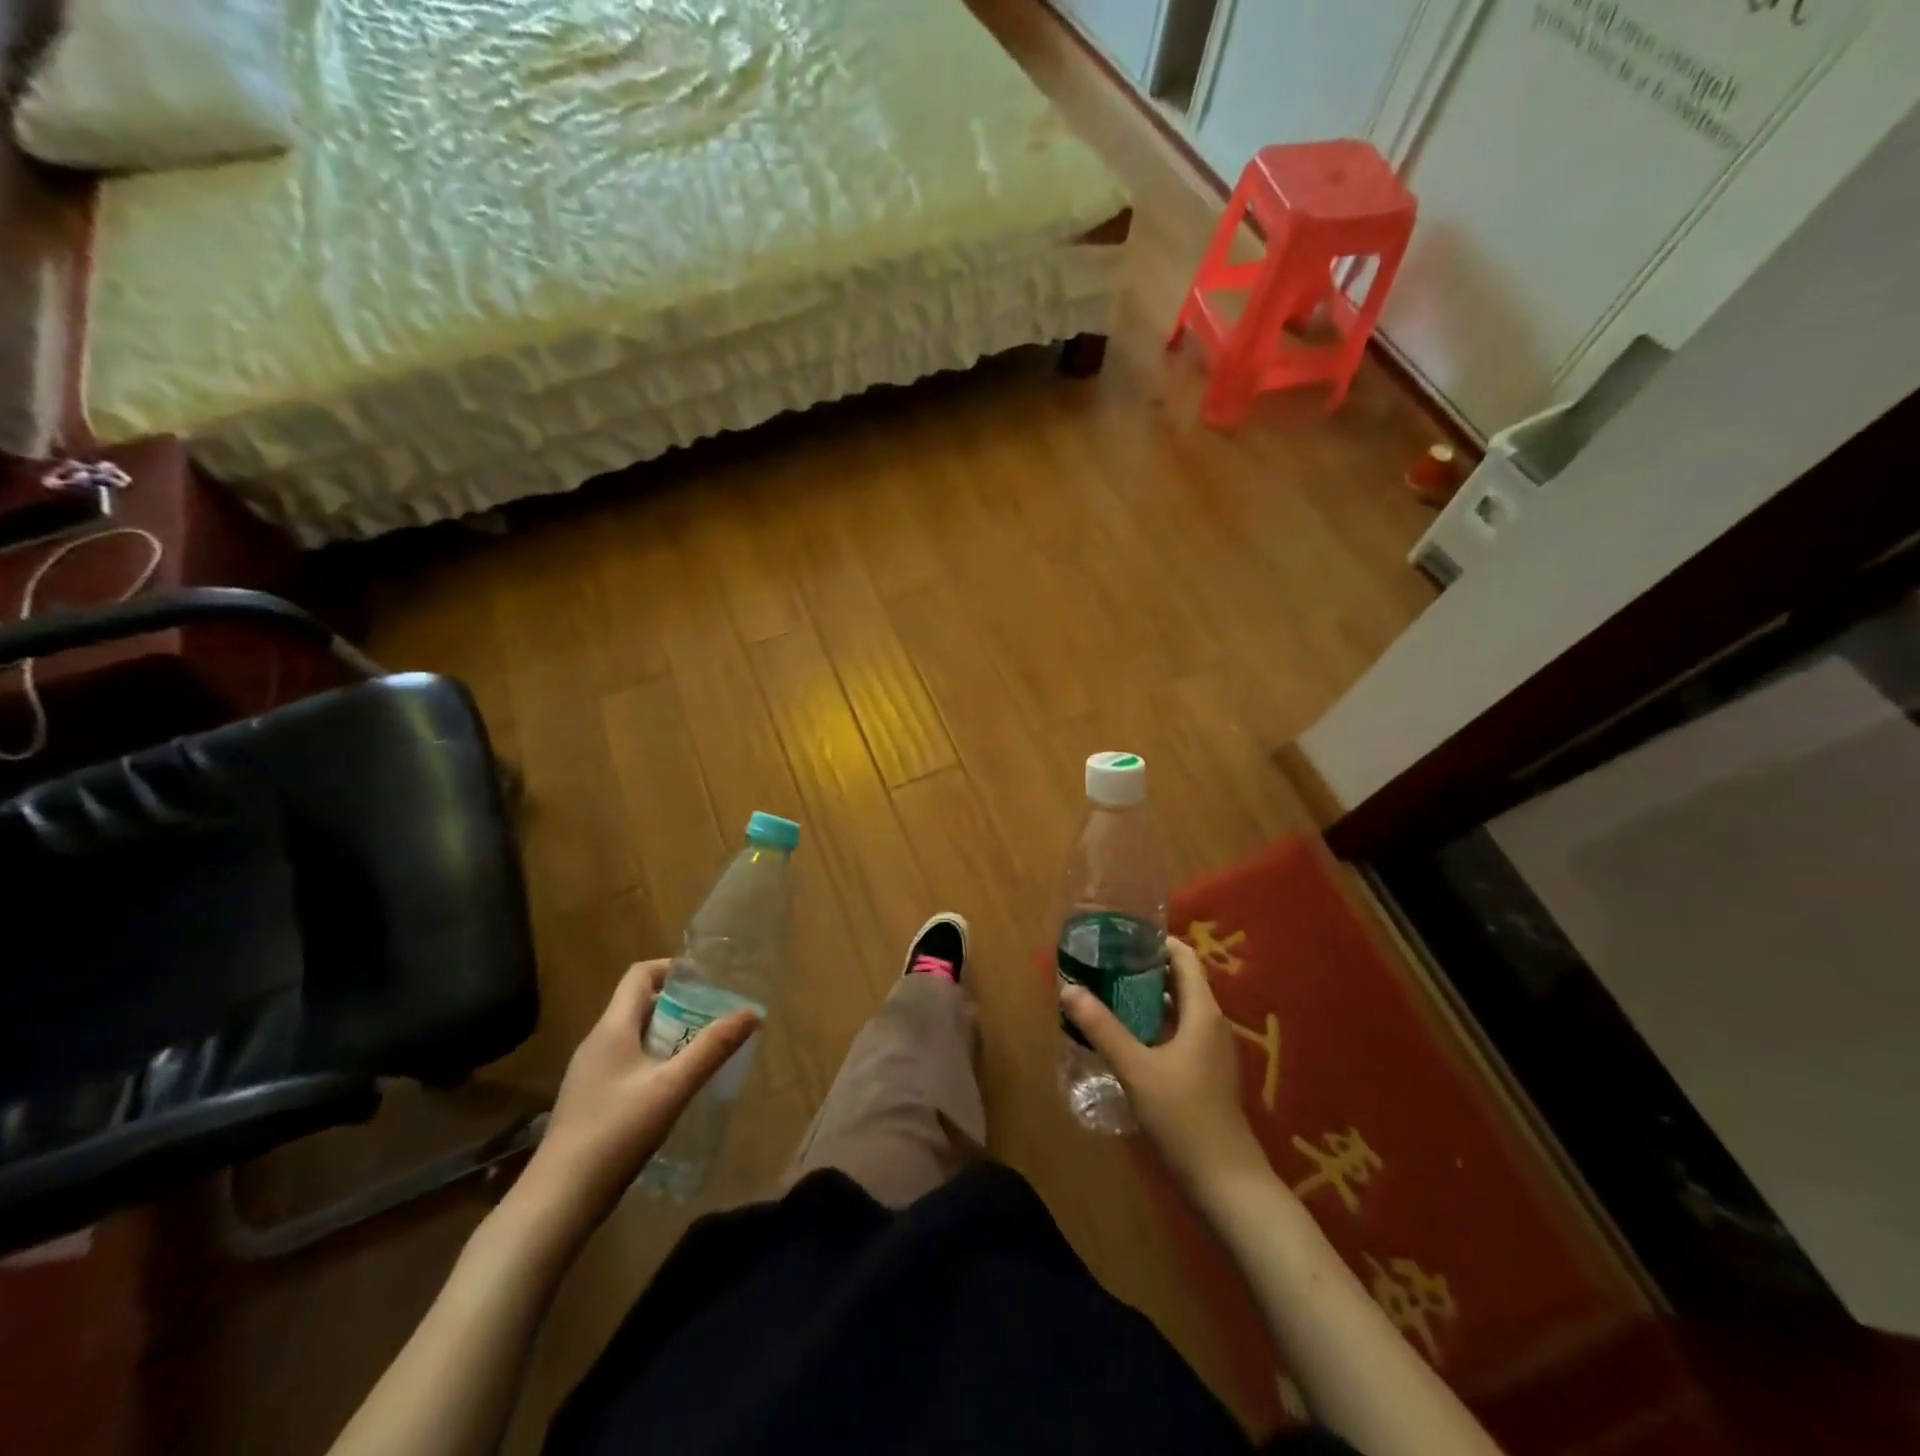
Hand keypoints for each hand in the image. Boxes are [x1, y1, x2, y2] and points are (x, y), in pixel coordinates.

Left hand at [521, 960, 759, 1228]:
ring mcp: (589, 1074)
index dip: (673, 969)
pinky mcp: (589, 1101)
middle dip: (679, 1005)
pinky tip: (672, 1089)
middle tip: (714, 1018)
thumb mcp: (673, 1088)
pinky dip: (653, 1061)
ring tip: (701, 1051)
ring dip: (668, 1034)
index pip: (640, 974)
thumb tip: (751, 1012)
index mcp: (612, 1028)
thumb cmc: (616, 1133)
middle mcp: (597, 1043)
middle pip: (639, 1004)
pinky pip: (626, 1063)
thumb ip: (712, 1048)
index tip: (707, 981)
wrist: (557, 1200)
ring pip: (634, 1036)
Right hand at [1061, 937, 1266, 1201]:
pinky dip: (1153, 1023)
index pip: (1184, 958)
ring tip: (1106, 993)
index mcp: (1203, 1012)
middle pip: (1179, 981)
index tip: (1120, 936)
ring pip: (1177, 1009)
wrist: (1227, 1181)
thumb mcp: (1136, 1069)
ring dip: (1146, 998)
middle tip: (1104, 963)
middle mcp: (1211, 1023)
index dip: (1156, 942)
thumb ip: (1102, 1028)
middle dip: (1143, 969)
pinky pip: (1178, 1032)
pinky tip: (1124, 1036)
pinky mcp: (1205, 1072)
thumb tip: (1068, 989)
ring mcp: (1211, 1050)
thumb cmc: (1184, 1116)